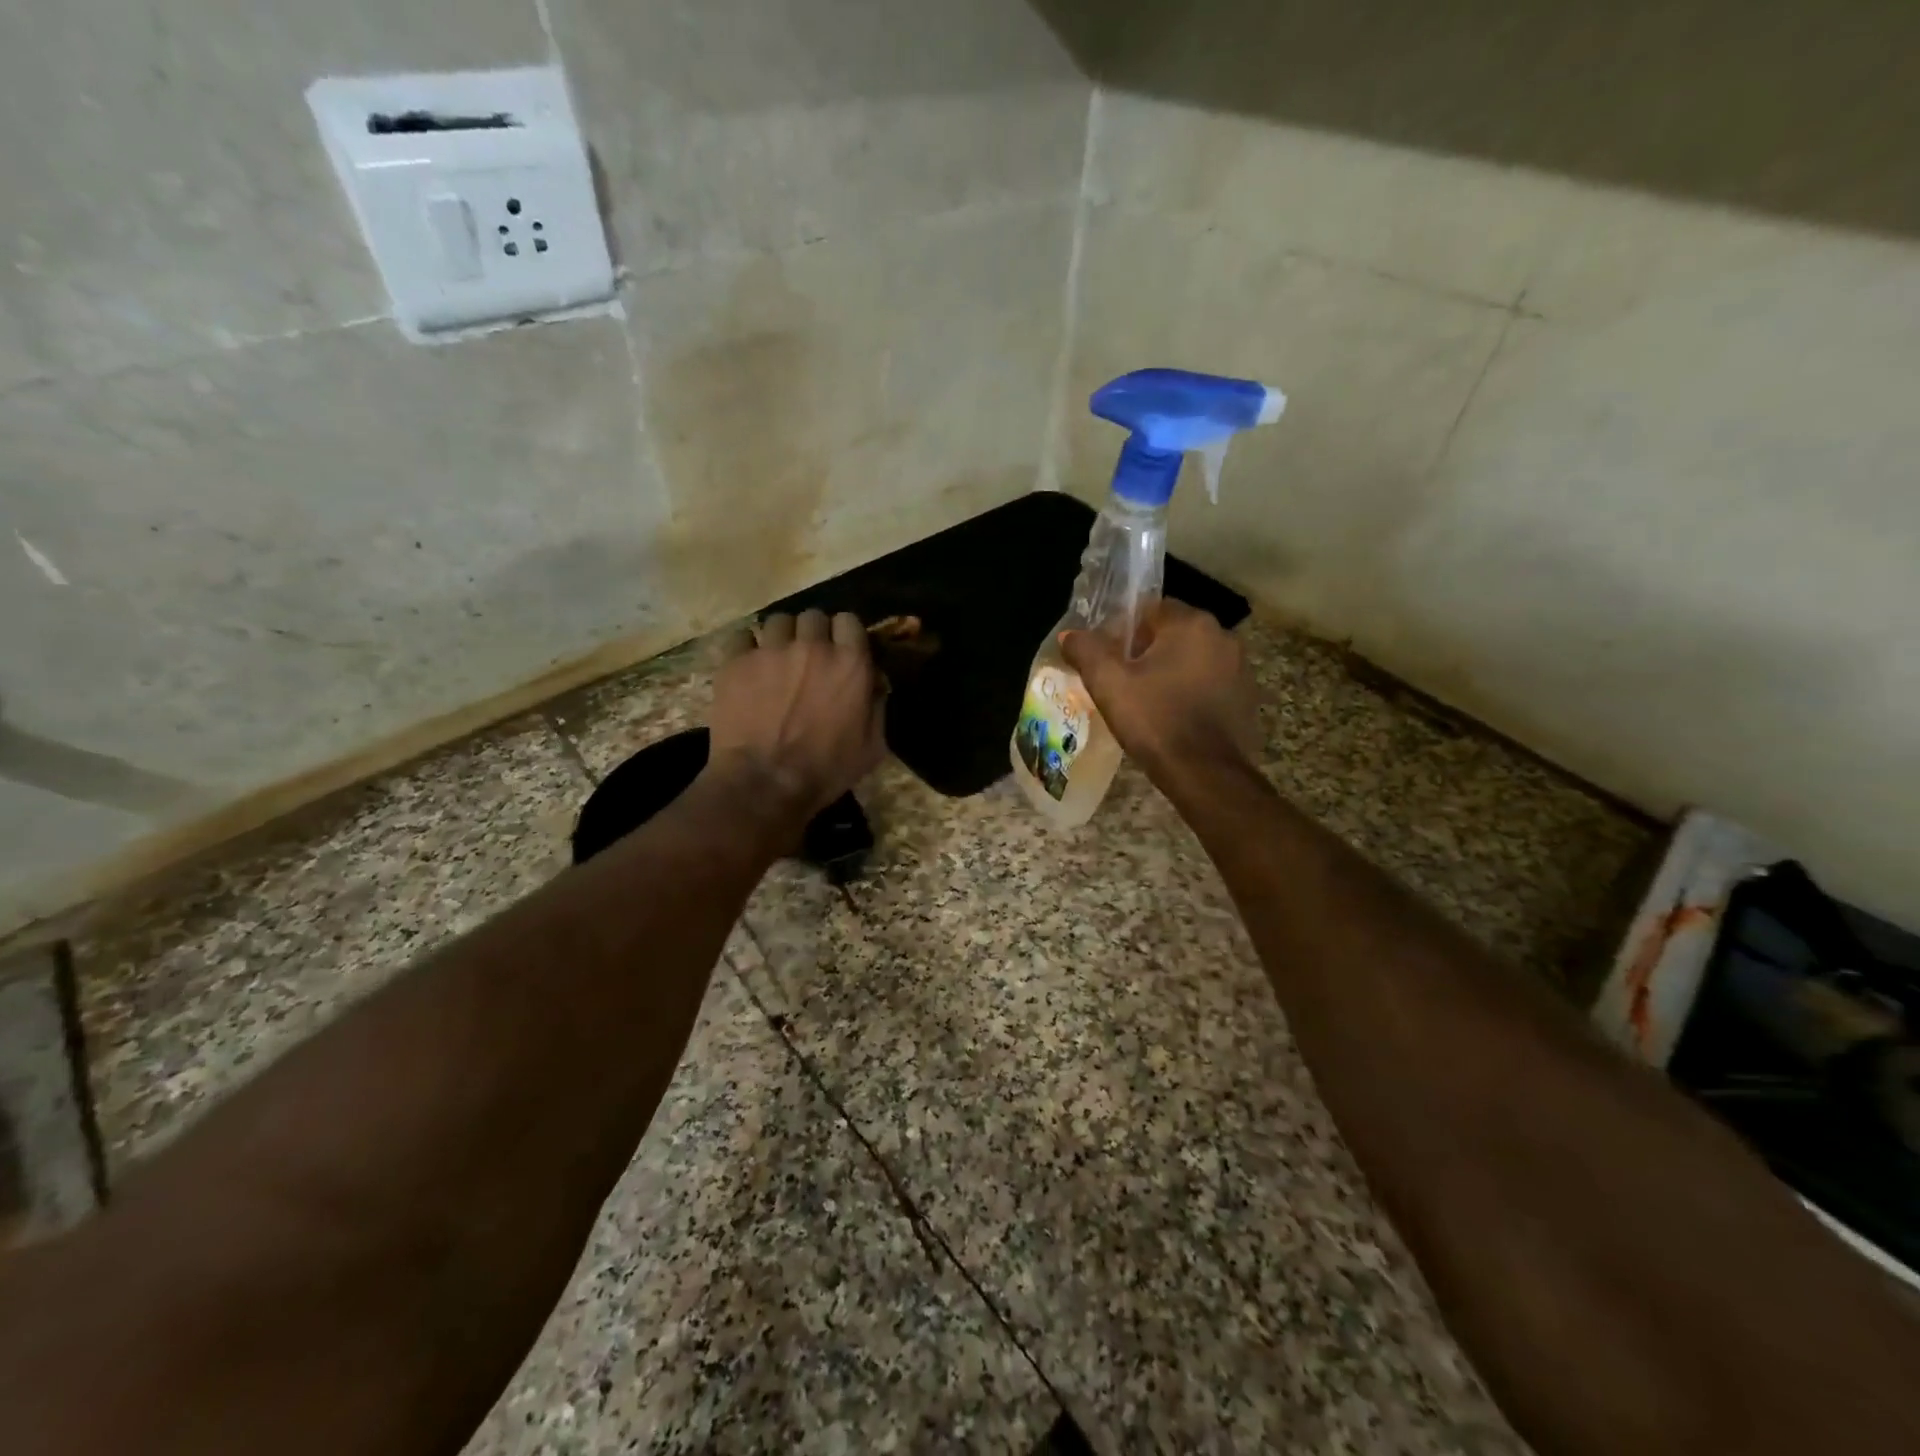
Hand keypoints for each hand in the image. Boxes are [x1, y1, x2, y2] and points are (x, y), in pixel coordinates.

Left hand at [706, 609, 885, 819]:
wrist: (764, 783)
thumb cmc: (825, 770)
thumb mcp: (872, 746)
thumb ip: (877, 707)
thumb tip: (875, 684)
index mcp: (850, 663)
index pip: (849, 621)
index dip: (844, 634)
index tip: (840, 650)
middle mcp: (812, 646)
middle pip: (813, 616)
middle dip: (812, 634)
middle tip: (807, 658)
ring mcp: (770, 651)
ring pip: (777, 621)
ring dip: (781, 636)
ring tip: (776, 659)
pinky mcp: (735, 662)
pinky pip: (741, 636)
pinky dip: (746, 647)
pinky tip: (748, 666)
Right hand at [1060, 600, 1259, 780]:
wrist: (1206, 774)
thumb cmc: (1155, 720)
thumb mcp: (1108, 684)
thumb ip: (1086, 650)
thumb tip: (1069, 635)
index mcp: (1191, 623)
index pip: (1150, 609)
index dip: (1124, 632)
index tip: (1109, 659)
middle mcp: (1223, 636)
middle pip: (1174, 633)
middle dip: (1148, 652)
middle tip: (1123, 682)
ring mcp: (1241, 667)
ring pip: (1194, 659)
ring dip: (1172, 672)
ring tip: (1147, 702)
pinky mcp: (1247, 697)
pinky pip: (1211, 683)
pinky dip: (1192, 692)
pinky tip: (1174, 717)